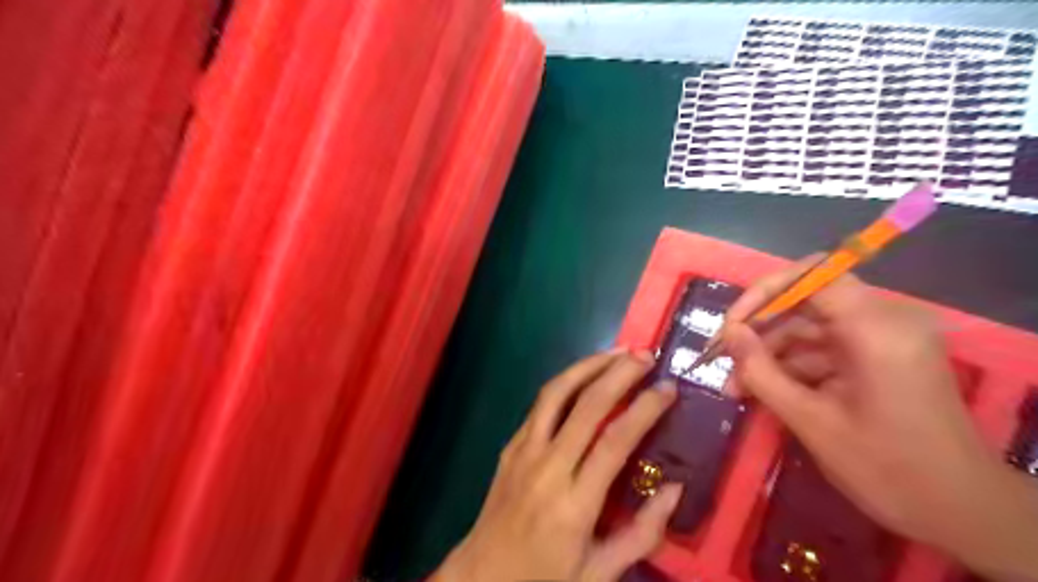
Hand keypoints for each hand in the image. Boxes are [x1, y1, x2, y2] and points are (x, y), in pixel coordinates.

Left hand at [432, 351, 682, 580]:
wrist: (482, 577)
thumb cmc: (545, 578)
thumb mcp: (601, 572)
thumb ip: (643, 532)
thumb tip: (676, 487)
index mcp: (574, 503)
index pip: (615, 442)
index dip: (644, 409)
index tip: (668, 388)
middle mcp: (547, 467)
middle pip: (587, 405)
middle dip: (619, 373)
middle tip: (646, 355)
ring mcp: (524, 451)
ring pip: (556, 393)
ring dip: (588, 366)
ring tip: (617, 352)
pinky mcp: (510, 445)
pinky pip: (540, 405)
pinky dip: (565, 382)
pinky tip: (584, 375)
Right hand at [724, 262, 1036, 578]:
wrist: (959, 510)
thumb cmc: (885, 468)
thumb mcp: (810, 420)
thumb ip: (761, 371)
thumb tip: (729, 334)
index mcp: (876, 328)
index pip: (812, 275)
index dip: (764, 293)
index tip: (732, 326)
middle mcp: (883, 320)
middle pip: (806, 300)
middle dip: (760, 329)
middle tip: (721, 358)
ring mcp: (882, 338)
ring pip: (809, 327)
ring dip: (770, 353)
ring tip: (735, 386)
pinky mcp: (877, 356)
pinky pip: (823, 348)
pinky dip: (791, 366)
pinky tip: (761, 390)